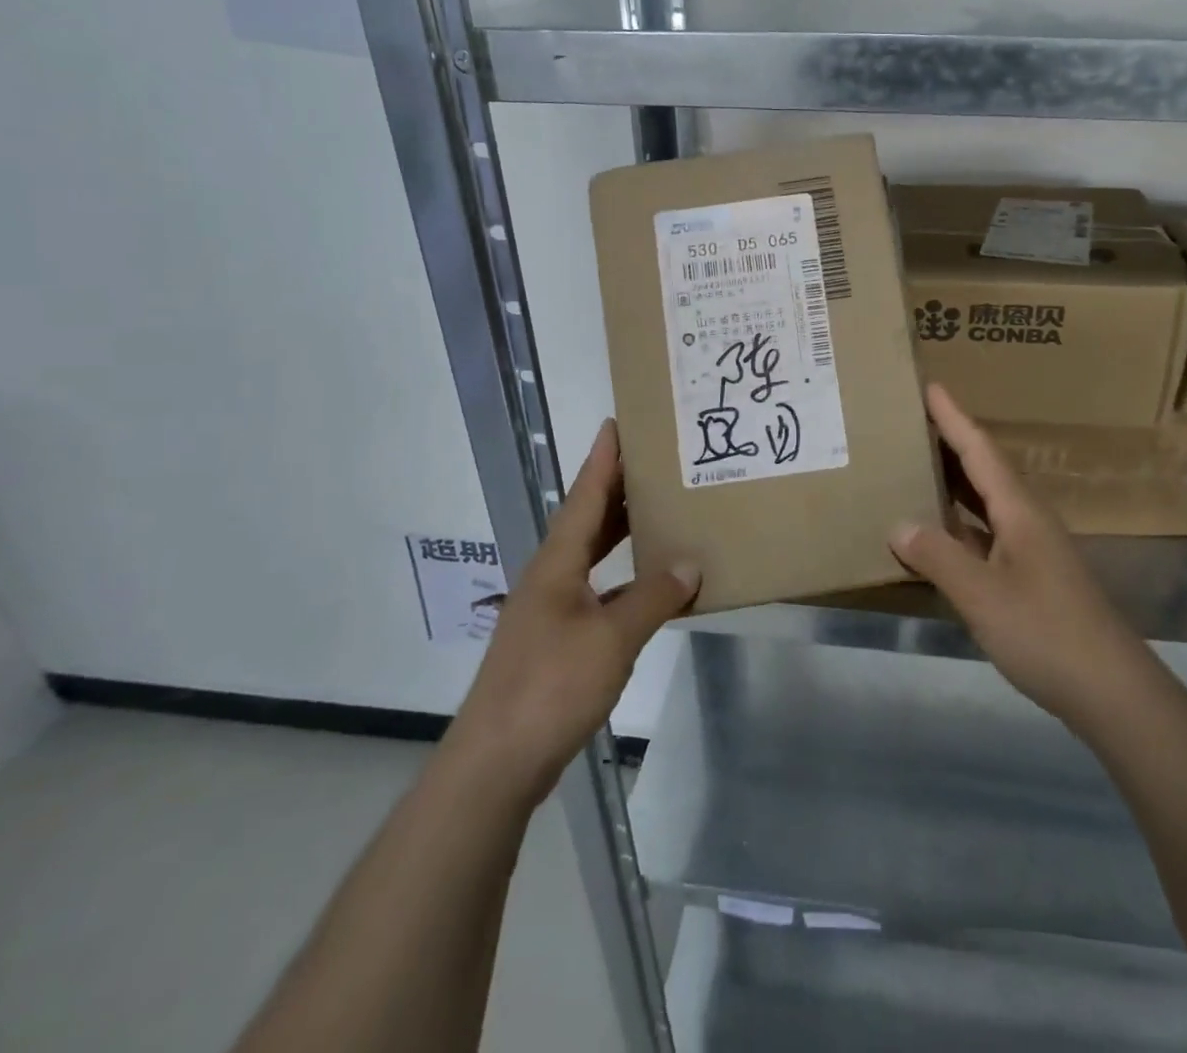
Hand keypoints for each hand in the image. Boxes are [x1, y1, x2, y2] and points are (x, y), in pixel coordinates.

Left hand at [447, 420, 698, 800]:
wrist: (496, 762)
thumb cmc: (551, 687)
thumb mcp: (612, 639)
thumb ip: (653, 598)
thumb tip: (690, 564)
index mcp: (557, 564)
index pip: (583, 496)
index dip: (602, 460)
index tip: (616, 424)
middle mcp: (550, 578)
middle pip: (586, 521)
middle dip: (616, 489)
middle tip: (652, 462)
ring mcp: (550, 612)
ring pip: (590, 557)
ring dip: (620, 534)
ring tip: (656, 512)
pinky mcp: (556, 642)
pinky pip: (597, 592)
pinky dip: (623, 580)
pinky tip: (648, 587)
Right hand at [887, 384, 1154, 731]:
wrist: (1111, 690)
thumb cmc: (1046, 633)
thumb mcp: (982, 595)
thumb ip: (938, 557)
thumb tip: (898, 524)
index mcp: (1019, 510)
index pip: (981, 450)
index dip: (954, 418)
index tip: (930, 386)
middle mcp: (1027, 520)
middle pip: (984, 470)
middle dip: (951, 443)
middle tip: (912, 422)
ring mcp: (1032, 550)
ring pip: (985, 504)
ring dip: (954, 484)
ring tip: (917, 468)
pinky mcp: (1031, 579)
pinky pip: (986, 536)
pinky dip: (959, 527)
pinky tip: (937, 537)